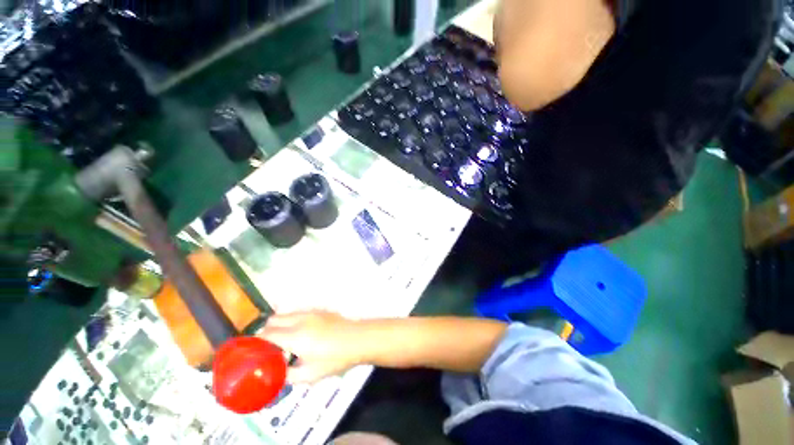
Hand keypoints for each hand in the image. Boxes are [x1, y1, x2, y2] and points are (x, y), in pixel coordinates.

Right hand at [258, 311, 365, 383]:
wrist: (358, 339)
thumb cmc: (335, 359)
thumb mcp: (310, 375)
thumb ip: (288, 376)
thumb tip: (277, 374)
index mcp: (294, 336)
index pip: (267, 334)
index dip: (256, 342)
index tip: (252, 350)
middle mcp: (300, 320)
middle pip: (274, 319)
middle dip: (266, 331)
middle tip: (268, 346)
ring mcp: (311, 312)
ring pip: (286, 313)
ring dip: (280, 323)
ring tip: (284, 339)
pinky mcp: (320, 309)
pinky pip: (299, 311)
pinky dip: (293, 319)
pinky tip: (301, 331)